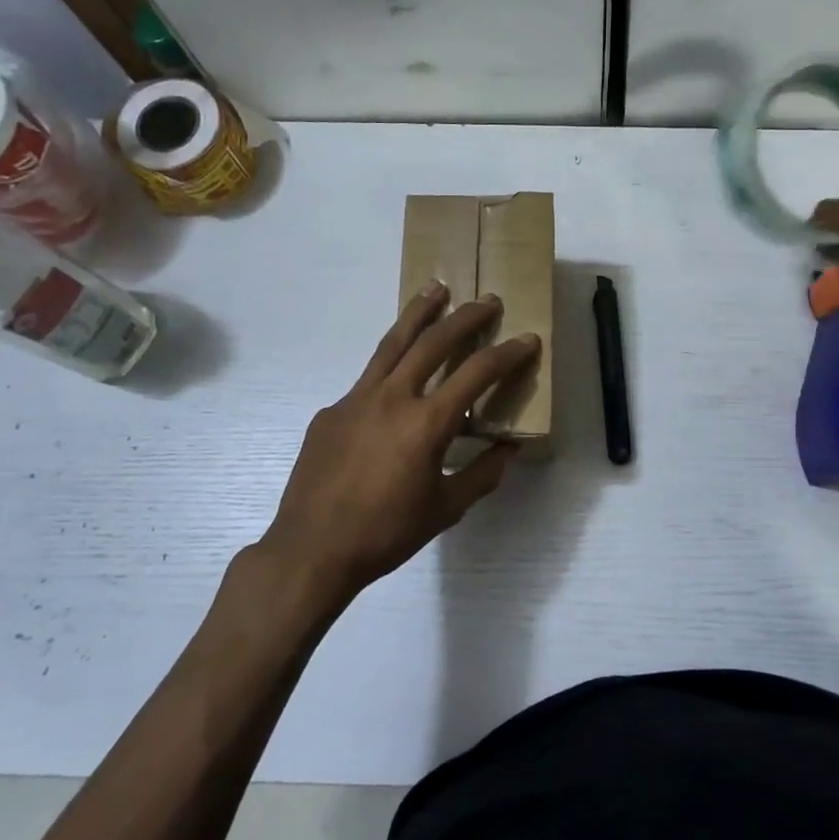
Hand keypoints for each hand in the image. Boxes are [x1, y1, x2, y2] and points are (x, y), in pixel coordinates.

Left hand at [248, 283, 540, 610]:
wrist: (311, 550)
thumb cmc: (386, 534)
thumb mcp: (445, 509)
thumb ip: (482, 475)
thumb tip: (507, 450)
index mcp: (426, 423)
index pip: (476, 373)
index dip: (507, 353)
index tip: (527, 339)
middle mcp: (392, 398)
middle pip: (433, 341)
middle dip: (466, 316)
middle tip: (488, 300)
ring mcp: (356, 399)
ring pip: (392, 343)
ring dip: (419, 313)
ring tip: (436, 288)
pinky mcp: (331, 411)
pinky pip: (367, 381)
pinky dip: (389, 368)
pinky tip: (395, 383)